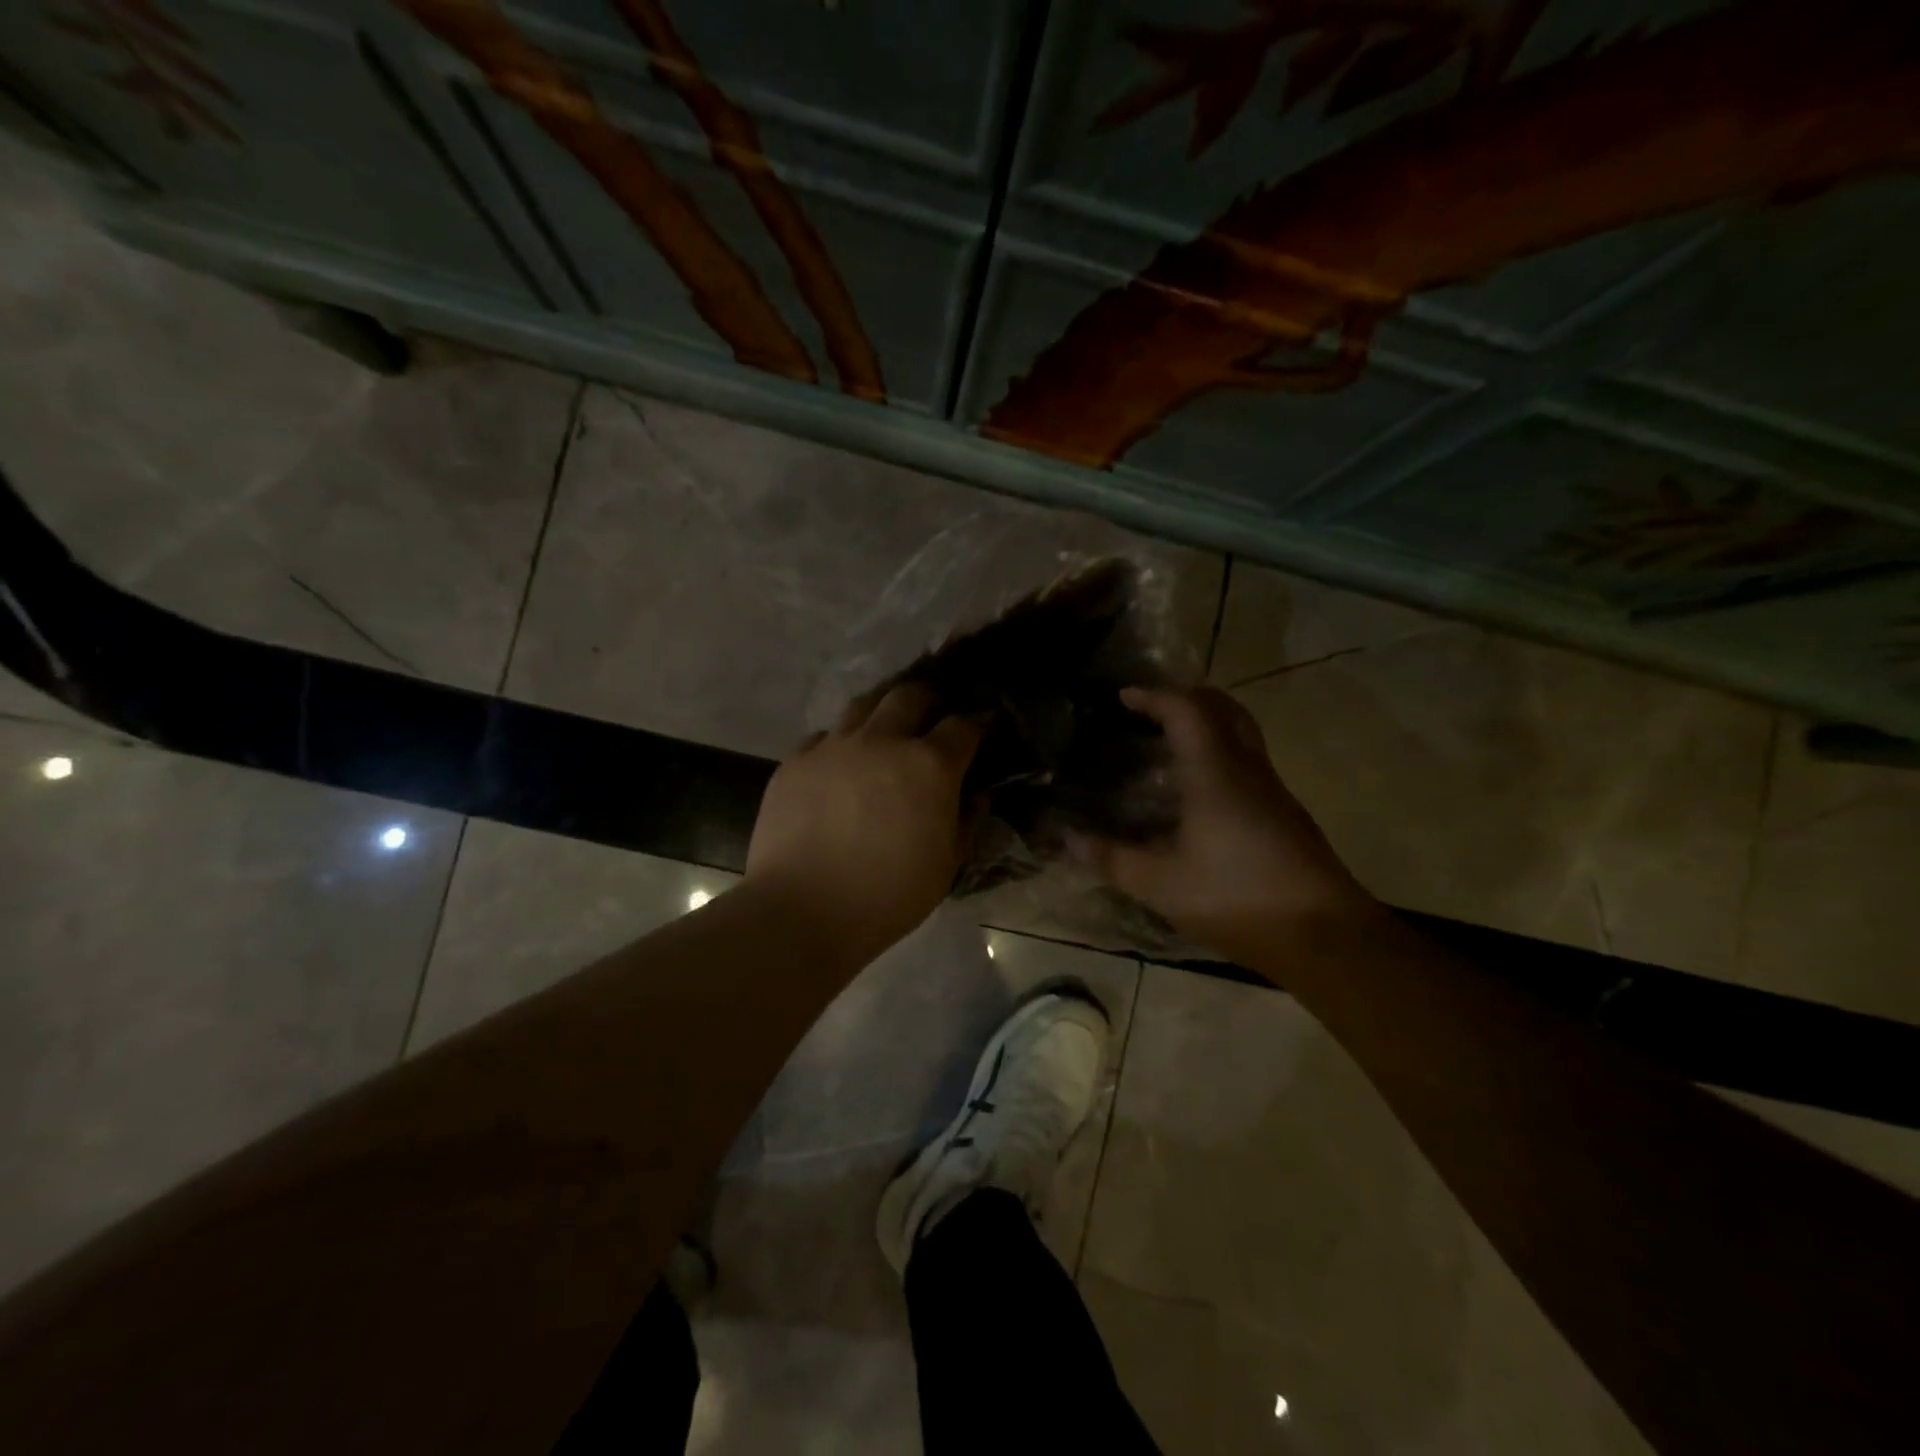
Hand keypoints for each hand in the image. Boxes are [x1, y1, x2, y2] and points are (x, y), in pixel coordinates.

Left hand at [744, 682, 982, 963]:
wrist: (802, 910)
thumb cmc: (888, 895)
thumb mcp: (946, 866)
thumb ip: (966, 822)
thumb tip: (976, 795)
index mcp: (929, 765)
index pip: (962, 726)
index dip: (978, 722)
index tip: (983, 724)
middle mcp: (883, 741)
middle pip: (910, 696)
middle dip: (929, 699)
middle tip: (934, 713)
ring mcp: (835, 747)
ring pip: (863, 705)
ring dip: (882, 710)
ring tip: (886, 726)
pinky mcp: (796, 761)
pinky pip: (824, 737)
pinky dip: (840, 743)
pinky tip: (840, 763)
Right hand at [1074, 686, 1376, 961]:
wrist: (1326, 936)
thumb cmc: (1237, 898)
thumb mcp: (1161, 884)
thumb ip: (1112, 859)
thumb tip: (1069, 838)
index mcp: (1216, 772)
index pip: (1187, 710)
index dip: (1154, 696)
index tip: (1124, 697)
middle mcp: (1248, 770)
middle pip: (1224, 709)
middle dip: (1187, 698)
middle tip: (1151, 711)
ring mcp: (1273, 791)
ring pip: (1242, 735)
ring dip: (1206, 726)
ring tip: (1168, 747)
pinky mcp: (1285, 815)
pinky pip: (1248, 763)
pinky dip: (1219, 756)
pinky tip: (1198, 793)